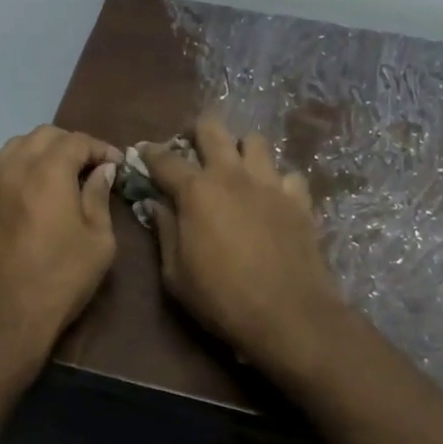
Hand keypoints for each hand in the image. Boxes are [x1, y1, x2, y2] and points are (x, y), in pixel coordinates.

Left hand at [0, 126, 121, 374]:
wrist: (0, 319)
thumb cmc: (59, 279)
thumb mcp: (97, 241)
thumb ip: (99, 197)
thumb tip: (102, 170)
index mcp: (47, 171)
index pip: (77, 141)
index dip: (100, 148)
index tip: (117, 164)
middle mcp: (15, 167)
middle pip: (45, 135)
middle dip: (72, 144)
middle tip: (93, 167)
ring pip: (19, 146)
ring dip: (44, 150)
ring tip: (65, 174)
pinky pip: (4, 167)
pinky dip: (25, 165)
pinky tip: (40, 190)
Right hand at [142, 115, 344, 373]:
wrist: (289, 316)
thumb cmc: (222, 299)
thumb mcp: (176, 274)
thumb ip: (165, 232)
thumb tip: (157, 204)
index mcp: (196, 191)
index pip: (164, 159)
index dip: (149, 153)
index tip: (143, 152)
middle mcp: (232, 175)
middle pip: (212, 128)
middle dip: (197, 130)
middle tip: (192, 147)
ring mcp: (270, 183)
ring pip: (255, 141)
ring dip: (241, 149)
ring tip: (236, 169)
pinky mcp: (299, 199)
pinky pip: (288, 174)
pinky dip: (277, 182)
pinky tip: (273, 199)